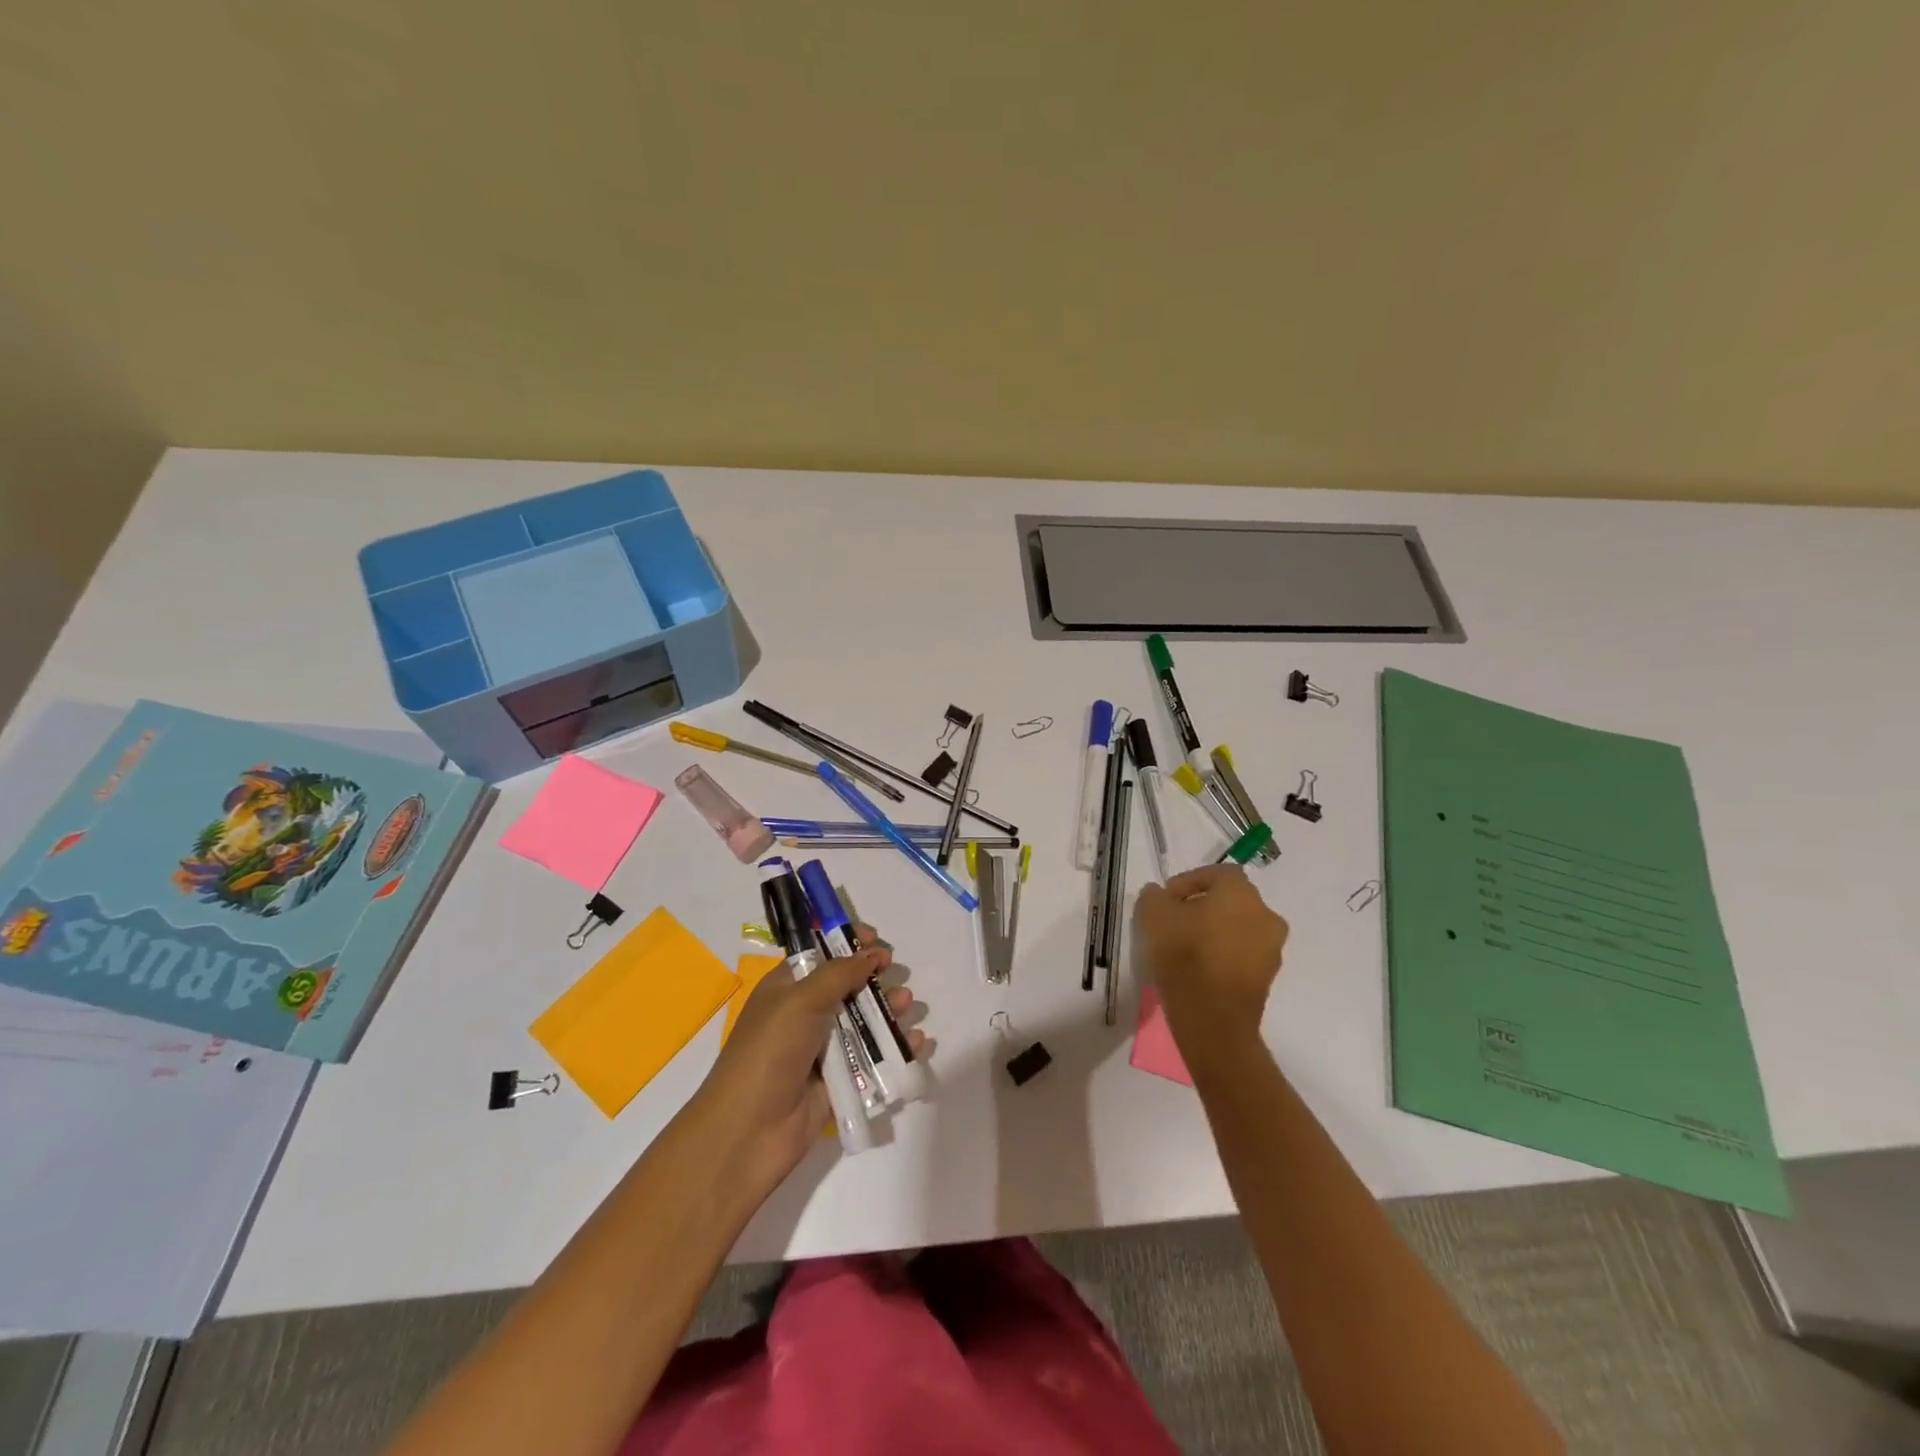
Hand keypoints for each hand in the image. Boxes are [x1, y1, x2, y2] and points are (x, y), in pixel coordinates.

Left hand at [695, 925, 922, 1197]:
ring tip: (908, 1006)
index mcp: (788, 989)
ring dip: (890, 1011)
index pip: (821, 956)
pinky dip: (898, 1049)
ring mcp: (824, 1050)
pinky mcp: (841, 1082)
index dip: (847, 944)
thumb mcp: (799, 1001)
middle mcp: (806, 1015)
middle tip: (897, 976)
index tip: (876, 939)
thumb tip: (871, 953)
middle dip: (876, 979)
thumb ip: (839, 974)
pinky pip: (874, 1059)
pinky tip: (918, 1042)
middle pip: (849, 988)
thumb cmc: (769, 1052)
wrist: (749, 1131)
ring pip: (865, 1023)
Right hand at [1135, 866, 1287, 1030]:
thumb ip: (1154, 897)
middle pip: (1231, 901)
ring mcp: (1271, 949)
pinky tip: (1199, 967)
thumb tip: (1159, 894)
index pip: (1218, 873)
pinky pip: (1243, 954)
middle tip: (1175, 920)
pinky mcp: (1268, 978)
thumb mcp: (1153, 916)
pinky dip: (1223, 953)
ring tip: (1184, 945)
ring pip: (1239, 928)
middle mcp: (1265, 915)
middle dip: (1203, 906)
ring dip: (1215, 930)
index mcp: (1241, 893)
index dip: (1190, 881)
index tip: (1167, 898)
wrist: (1213, 1019)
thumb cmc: (1184, 955)